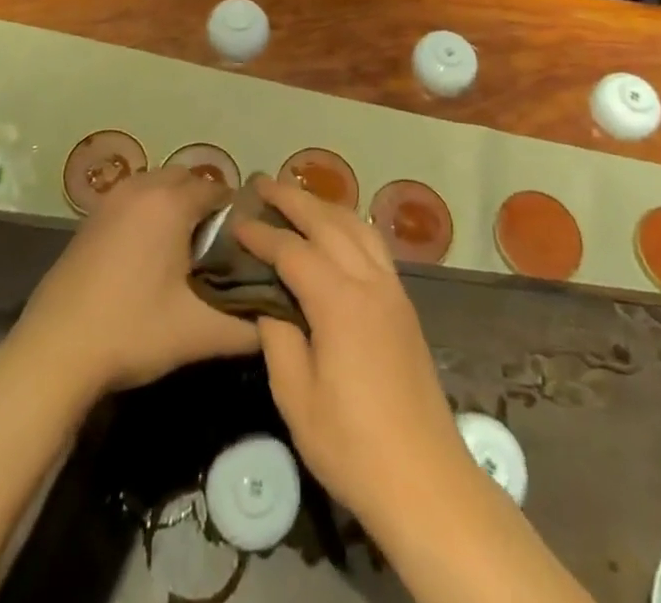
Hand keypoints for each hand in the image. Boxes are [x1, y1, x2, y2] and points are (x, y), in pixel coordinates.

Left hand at [10, 168, 257, 400]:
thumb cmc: (132, 330)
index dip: (237, 216)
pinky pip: (134, 199)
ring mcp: (111, 199)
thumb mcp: (198, 333)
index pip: (219, 191)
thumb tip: (280, 323)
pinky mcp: (90, 217)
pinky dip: (149, 213)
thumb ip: (248, 327)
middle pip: (188, 180)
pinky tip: (149, 256)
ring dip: (176, 207)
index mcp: (171, 202)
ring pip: (158, 186)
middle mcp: (142, 187)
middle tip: (218, 250)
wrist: (54, 351)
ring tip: (186, 253)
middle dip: (207, 206)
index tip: (245, 248)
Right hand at [236, 179, 473, 523]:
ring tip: (297, 199)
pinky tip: (336, 233)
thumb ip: (278, 338)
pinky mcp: (404, 304)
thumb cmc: (352, 445)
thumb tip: (267, 301)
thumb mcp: (296, 397)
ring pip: (357, 226)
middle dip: (294, 198)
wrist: (424, 478)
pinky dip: (349, 225)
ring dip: (325, 206)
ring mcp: (392, 290)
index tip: (236, 221)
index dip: (262, 234)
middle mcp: (369, 281)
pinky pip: (374, 245)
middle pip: (329, 222)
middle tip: (263, 184)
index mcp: (339, 301)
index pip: (293, 250)